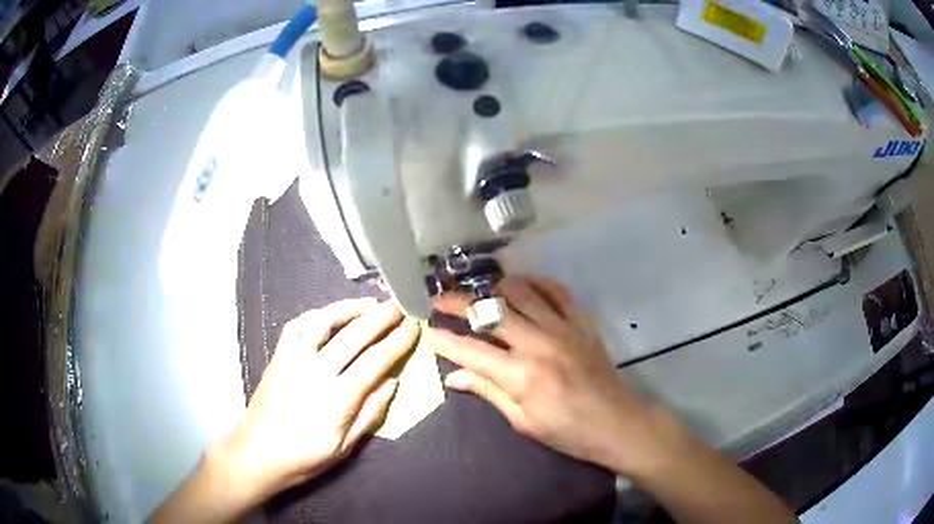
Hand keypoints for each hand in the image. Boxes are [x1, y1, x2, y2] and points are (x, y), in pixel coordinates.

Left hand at [217, 299, 419, 503]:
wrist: (257, 452)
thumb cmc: (304, 457)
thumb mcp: (344, 447)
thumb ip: (370, 413)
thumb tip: (392, 382)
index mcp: (337, 399)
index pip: (375, 361)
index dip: (397, 342)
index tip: (413, 327)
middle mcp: (315, 372)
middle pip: (353, 336)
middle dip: (381, 317)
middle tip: (400, 306)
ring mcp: (293, 359)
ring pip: (324, 322)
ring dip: (350, 308)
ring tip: (370, 303)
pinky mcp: (278, 355)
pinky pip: (298, 325)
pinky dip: (317, 314)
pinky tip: (330, 314)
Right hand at [433, 277, 680, 476]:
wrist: (617, 422)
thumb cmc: (568, 431)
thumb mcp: (523, 421)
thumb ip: (488, 392)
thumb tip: (452, 377)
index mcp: (520, 375)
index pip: (470, 350)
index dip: (444, 338)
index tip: (427, 328)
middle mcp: (538, 343)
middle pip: (489, 311)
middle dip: (458, 302)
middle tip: (440, 299)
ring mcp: (562, 328)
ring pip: (520, 291)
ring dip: (493, 287)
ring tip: (476, 290)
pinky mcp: (581, 322)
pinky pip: (556, 291)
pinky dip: (535, 283)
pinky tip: (521, 285)